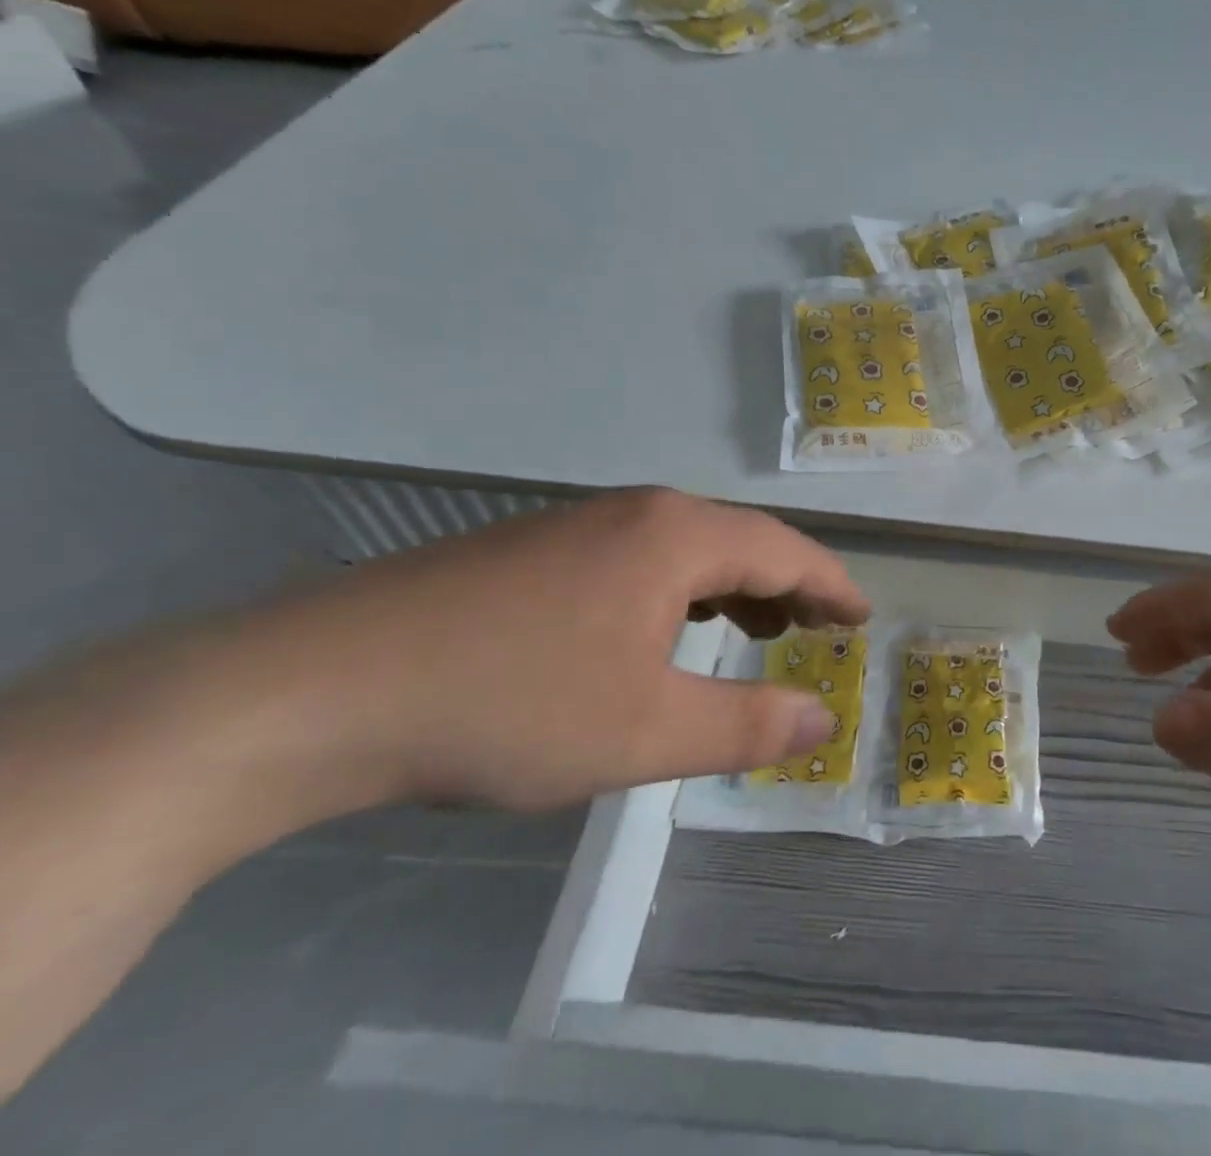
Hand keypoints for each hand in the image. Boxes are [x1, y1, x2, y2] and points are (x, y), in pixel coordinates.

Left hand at [198, 489, 869, 822]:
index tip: (863, 616)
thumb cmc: (508, 706)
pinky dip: (678, 589)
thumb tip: (826, 718)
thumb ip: (748, 724)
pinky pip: (638, 558)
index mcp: (674, 536)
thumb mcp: (646, 730)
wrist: (314, 690)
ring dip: (732, 584)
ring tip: (753, 626)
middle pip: (738, 538)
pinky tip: (659, 629)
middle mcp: (633, 512)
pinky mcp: (532, 549)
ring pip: (685, 547)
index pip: (784, 549)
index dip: (832, 584)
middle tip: (816, 628)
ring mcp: (576, 524)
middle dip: (787, 583)